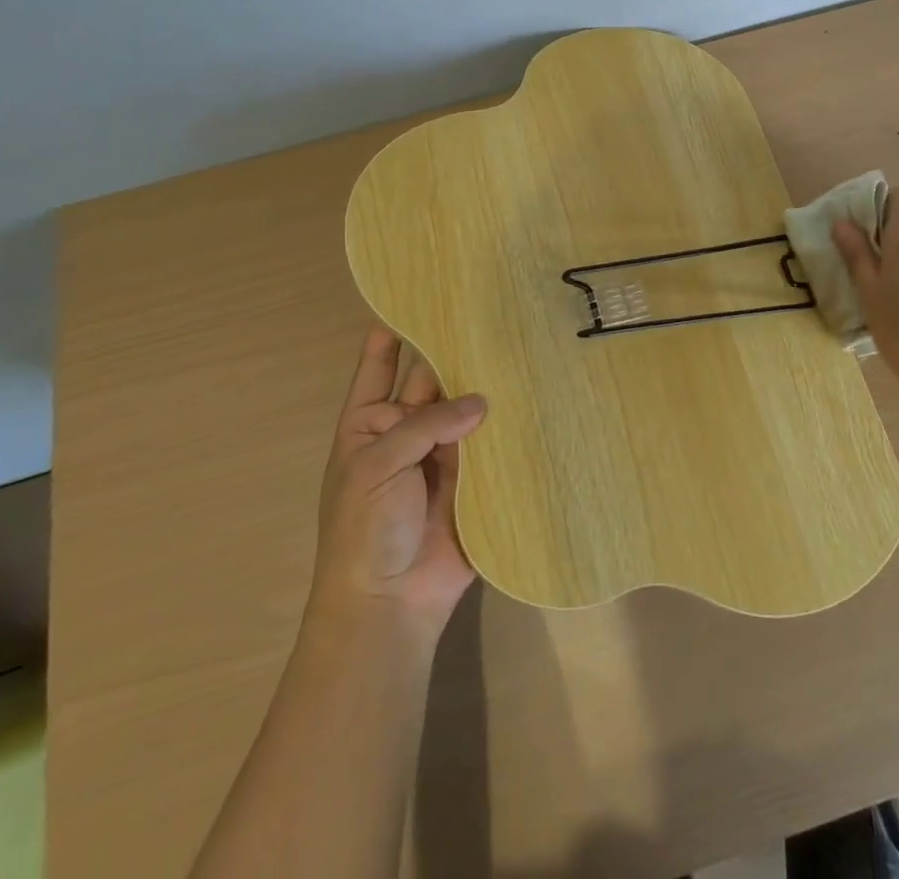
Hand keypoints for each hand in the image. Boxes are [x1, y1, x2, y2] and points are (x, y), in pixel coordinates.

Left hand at [307, 324, 487, 633]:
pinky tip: (534, 393)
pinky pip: (493, 443)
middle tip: (488, 311)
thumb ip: (427, 424)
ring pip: (467, 408)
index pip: (381, 366)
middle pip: (433, 380)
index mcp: (370, 423)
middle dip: (454, 351)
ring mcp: (444, 454)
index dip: (392, 333)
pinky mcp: (477, 478)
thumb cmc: (363, 529)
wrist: (388, 603)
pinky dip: (509, 423)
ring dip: (486, 384)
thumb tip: (483, 401)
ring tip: (517, 341)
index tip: (416, 295)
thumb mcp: (377, 466)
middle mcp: (409, 430)